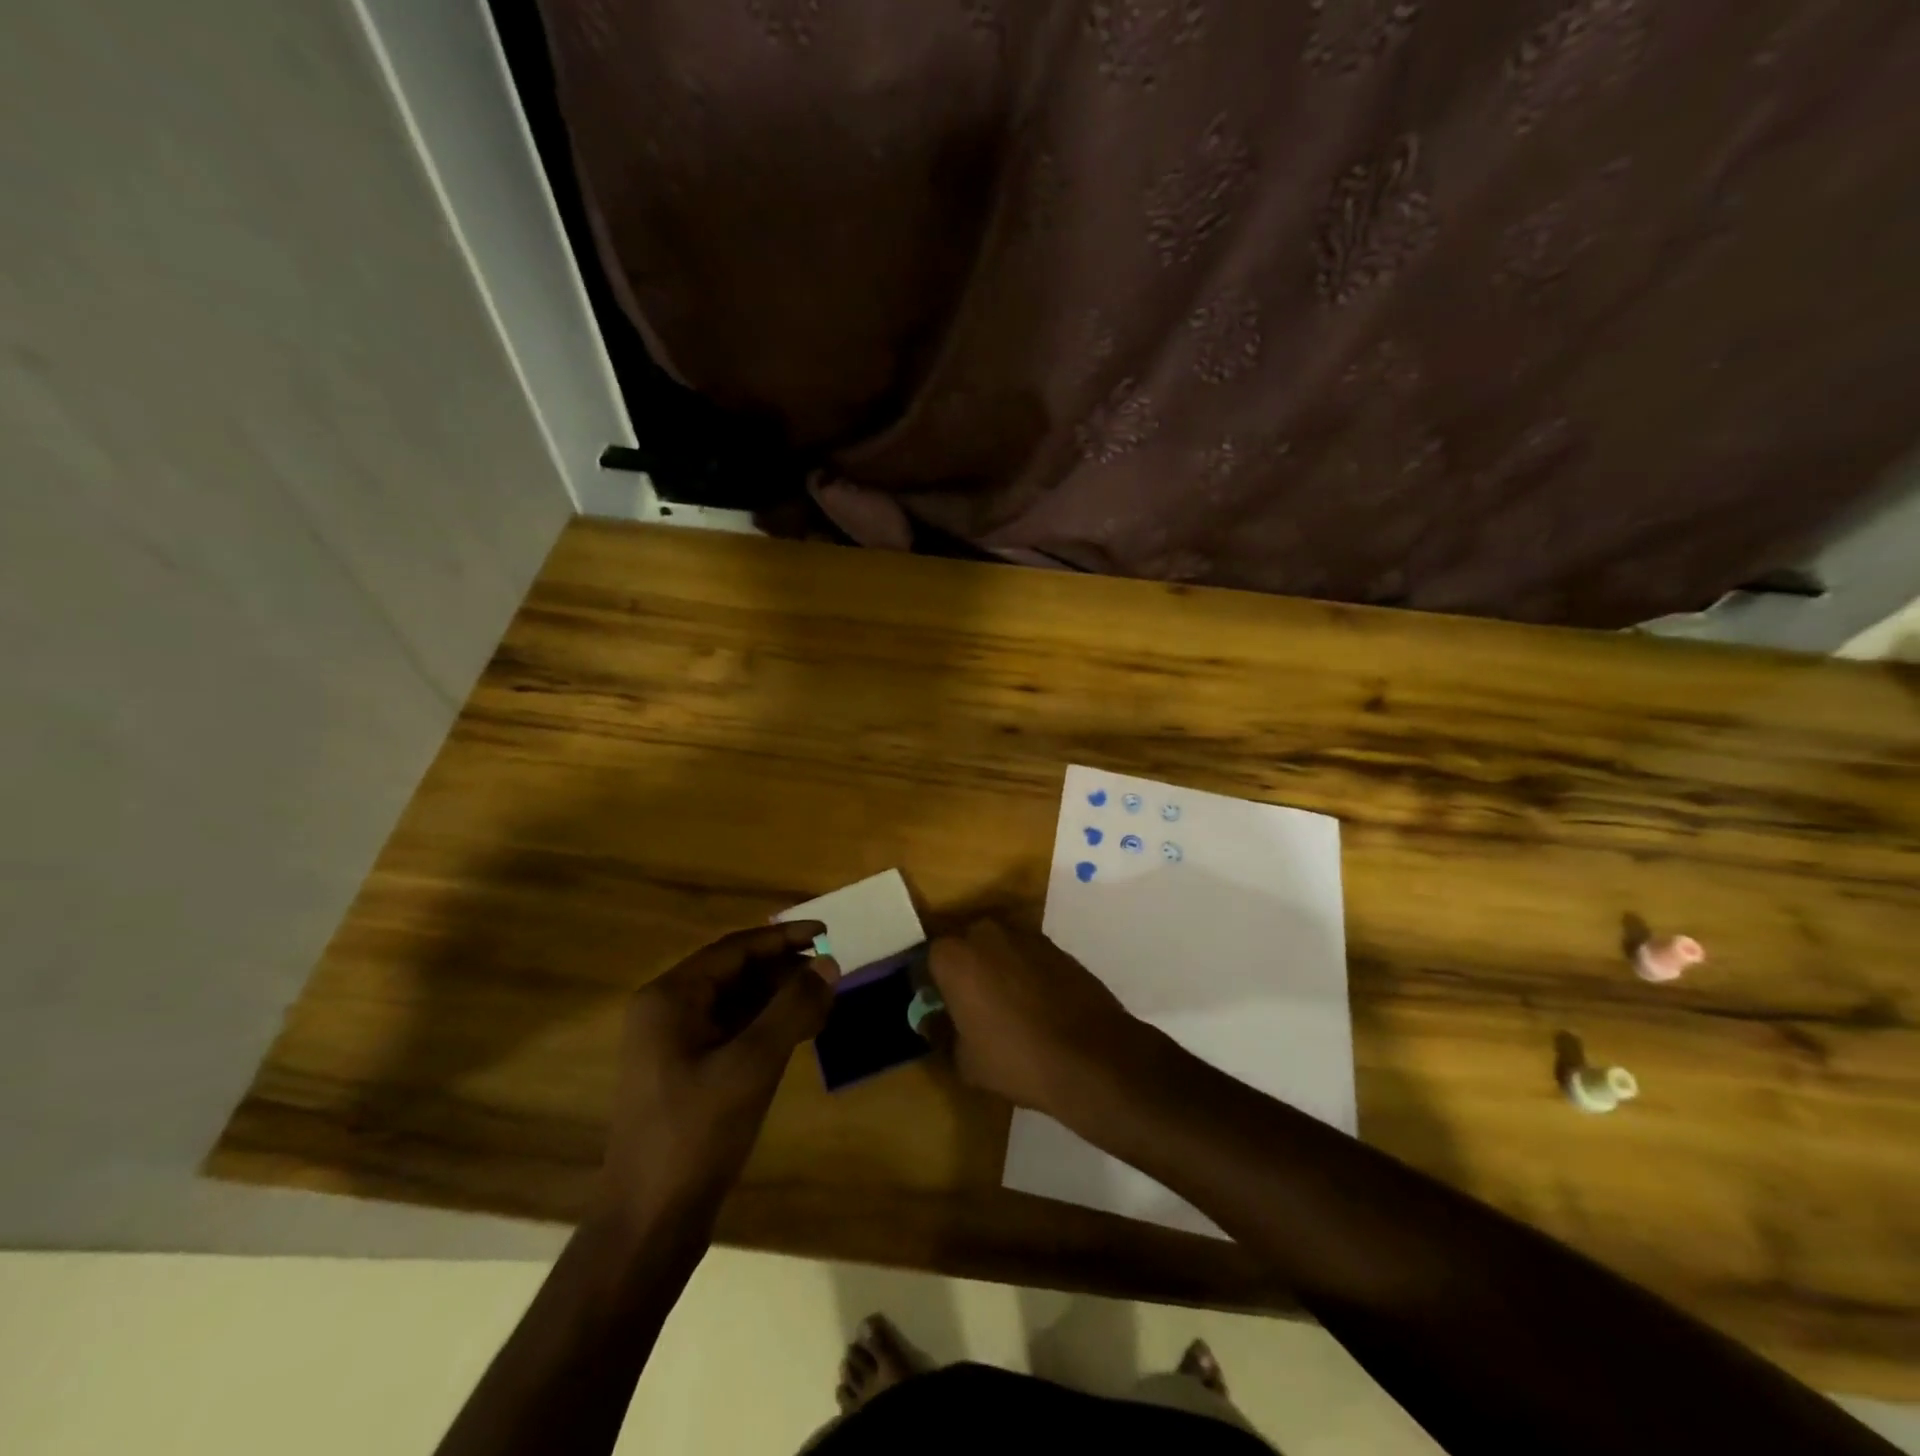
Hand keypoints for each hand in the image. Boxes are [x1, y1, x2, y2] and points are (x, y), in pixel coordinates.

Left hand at [597, 922, 836, 1227]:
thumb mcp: (752, 1064)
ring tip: (824, 1002)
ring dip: (778, 999)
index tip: (827, 932)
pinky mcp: (685, 1073)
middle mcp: (666, 1012)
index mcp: (670, 998)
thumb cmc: (697, 1134)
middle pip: (734, 973)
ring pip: (735, 1003)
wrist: (649, 1223)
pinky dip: (766, 1027)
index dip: (783, 938)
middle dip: (784, 971)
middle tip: (831, 972)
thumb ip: (793, 1007)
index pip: (735, 949)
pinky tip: (799, 1034)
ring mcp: (673, 1045)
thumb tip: (829, 963)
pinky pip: (731, 1032)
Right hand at [925, 919, 1142, 1114]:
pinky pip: (1026, 954)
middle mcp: (986, 933)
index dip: (931, 985)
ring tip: (1005, 1006)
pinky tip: (1034, 1004)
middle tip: (969, 1005)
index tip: (938, 1008)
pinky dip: (1024, 971)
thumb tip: (932, 1020)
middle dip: (963, 969)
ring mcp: (1025, 935)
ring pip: (997, 947)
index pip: (928, 960)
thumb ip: (942, 1033)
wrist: (1091, 1056)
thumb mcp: (965, 1060)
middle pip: (963, 945)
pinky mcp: (1055, 945)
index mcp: (954, 956)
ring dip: (995, 967)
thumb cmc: (1016, 1059)